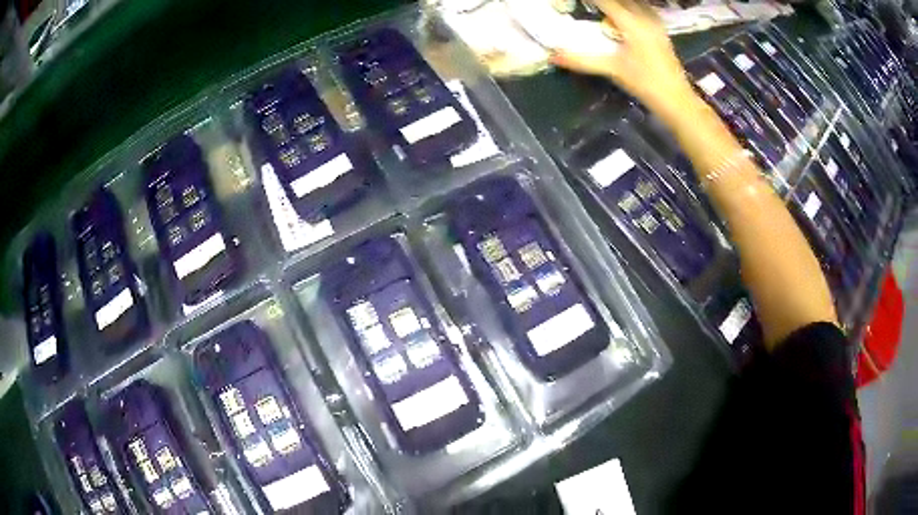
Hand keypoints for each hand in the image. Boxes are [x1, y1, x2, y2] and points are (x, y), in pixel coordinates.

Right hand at [550, 0, 697, 114]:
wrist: (677, 100)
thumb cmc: (646, 84)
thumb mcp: (613, 70)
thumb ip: (582, 60)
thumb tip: (553, 56)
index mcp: (632, 23)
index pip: (605, 1)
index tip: (574, 1)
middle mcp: (644, 17)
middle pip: (621, 0)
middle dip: (603, 1)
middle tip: (588, 5)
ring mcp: (655, 23)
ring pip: (634, 2)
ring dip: (617, 4)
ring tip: (601, 10)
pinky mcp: (660, 30)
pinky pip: (642, 8)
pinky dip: (628, 7)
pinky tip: (621, 16)